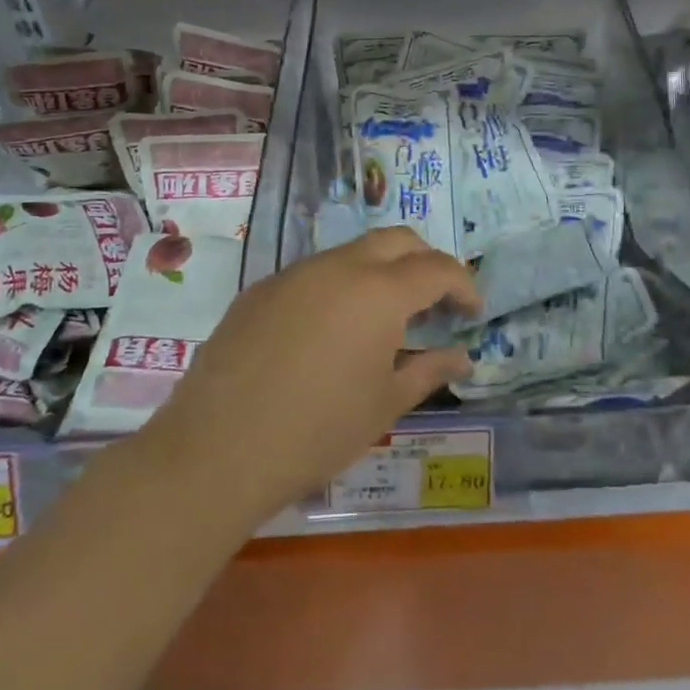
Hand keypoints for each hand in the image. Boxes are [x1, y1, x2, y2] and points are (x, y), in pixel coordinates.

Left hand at [131, 228, 478, 527]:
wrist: (217, 450)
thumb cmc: (317, 431)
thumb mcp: (384, 404)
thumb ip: (428, 370)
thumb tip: (461, 356)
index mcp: (379, 292)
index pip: (437, 268)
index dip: (463, 285)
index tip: (473, 310)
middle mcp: (339, 267)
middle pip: (396, 240)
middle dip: (425, 261)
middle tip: (436, 299)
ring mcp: (294, 273)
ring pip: (351, 252)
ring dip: (380, 271)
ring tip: (384, 318)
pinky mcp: (260, 290)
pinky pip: (313, 274)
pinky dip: (339, 287)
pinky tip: (330, 332)